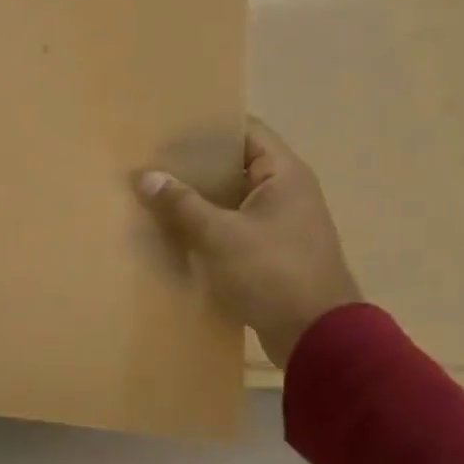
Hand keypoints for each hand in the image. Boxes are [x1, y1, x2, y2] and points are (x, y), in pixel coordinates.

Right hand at [136, 117, 360, 367]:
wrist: (317, 337)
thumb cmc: (273, 273)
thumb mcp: (220, 235)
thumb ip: (181, 204)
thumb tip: (145, 176)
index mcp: (284, 175)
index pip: (246, 131)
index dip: (208, 126)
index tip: (167, 128)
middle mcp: (286, 192)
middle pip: (234, 164)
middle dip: (193, 164)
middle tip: (151, 161)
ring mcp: (280, 224)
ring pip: (230, 198)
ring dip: (196, 197)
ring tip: (154, 193)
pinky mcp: (270, 252)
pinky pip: (232, 226)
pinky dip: (205, 224)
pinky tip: (173, 230)